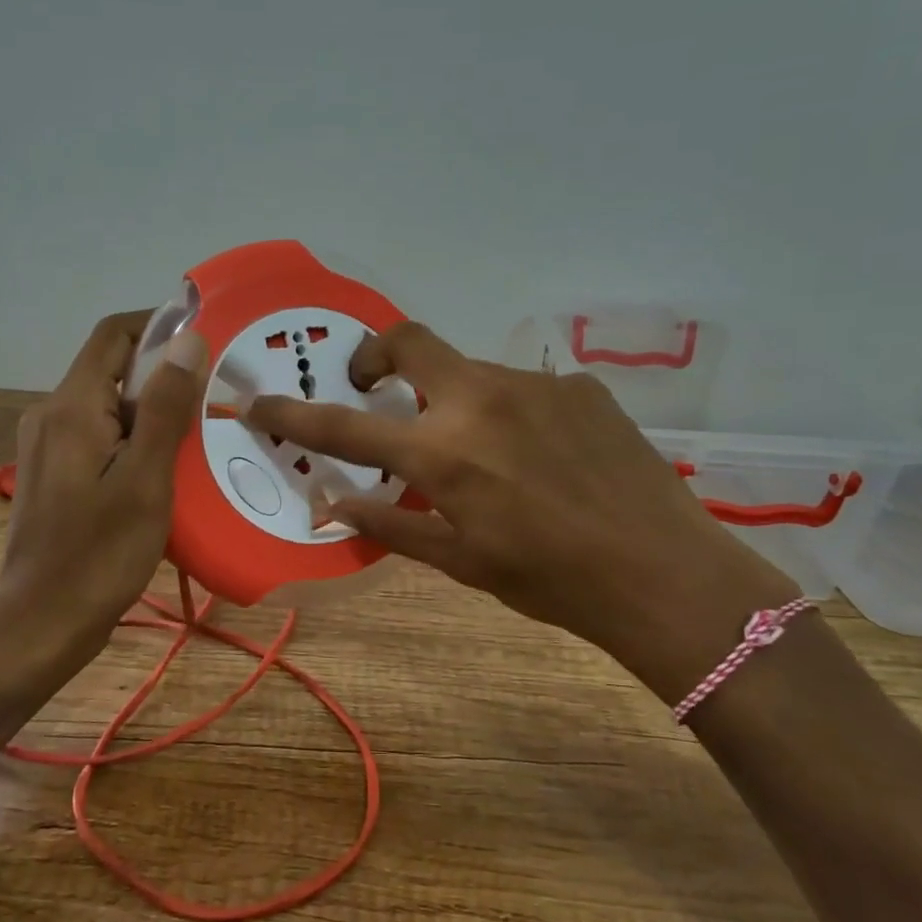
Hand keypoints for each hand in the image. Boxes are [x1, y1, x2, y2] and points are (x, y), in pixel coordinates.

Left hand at [0, 311, 207, 678]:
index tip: (209, 341)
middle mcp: (53, 416)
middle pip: (114, 371)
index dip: (160, 325)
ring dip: (157, 414)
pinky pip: (104, 440)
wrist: (40, 626)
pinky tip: (172, 472)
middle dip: (166, 377)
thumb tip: (189, 340)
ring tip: (205, 437)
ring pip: (112, 408)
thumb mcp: (145, 480)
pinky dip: (139, 443)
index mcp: (72, 407)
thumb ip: (167, 408)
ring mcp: (51, 448)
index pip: (114, 336)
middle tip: (219, 398)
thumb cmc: (98, 555)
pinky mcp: (58, 476)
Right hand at [249, 323, 795, 699]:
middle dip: (376, 356)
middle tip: (375, 389)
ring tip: (483, 454)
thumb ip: (391, 524)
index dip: (293, 416)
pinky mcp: (579, 386)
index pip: (345, 427)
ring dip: (455, 400)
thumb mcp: (460, 562)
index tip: (259, 404)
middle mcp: (482, 401)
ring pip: (470, 372)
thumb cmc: (549, 580)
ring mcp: (535, 384)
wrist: (662, 573)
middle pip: (409, 341)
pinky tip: (539, 455)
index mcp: (444, 453)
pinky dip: (508, 413)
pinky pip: (523, 388)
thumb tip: (332, 505)